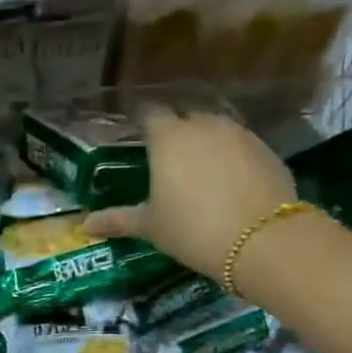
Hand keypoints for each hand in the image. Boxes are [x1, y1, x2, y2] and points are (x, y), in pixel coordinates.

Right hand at [83, 107, 296, 279]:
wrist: (262, 240)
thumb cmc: (192, 228)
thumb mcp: (150, 227)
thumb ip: (117, 220)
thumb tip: (85, 225)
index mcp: (168, 137)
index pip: (149, 112)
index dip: (140, 119)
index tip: (134, 130)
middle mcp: (203, 125)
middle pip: (184, 116)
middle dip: (173, 129)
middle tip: (163, 154)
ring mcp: (239, 134)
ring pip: (215, 127)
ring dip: (204, 140)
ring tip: (196, 166)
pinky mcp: (266, 149)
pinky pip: (239, 143)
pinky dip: (229, 154)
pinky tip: (226, 179)